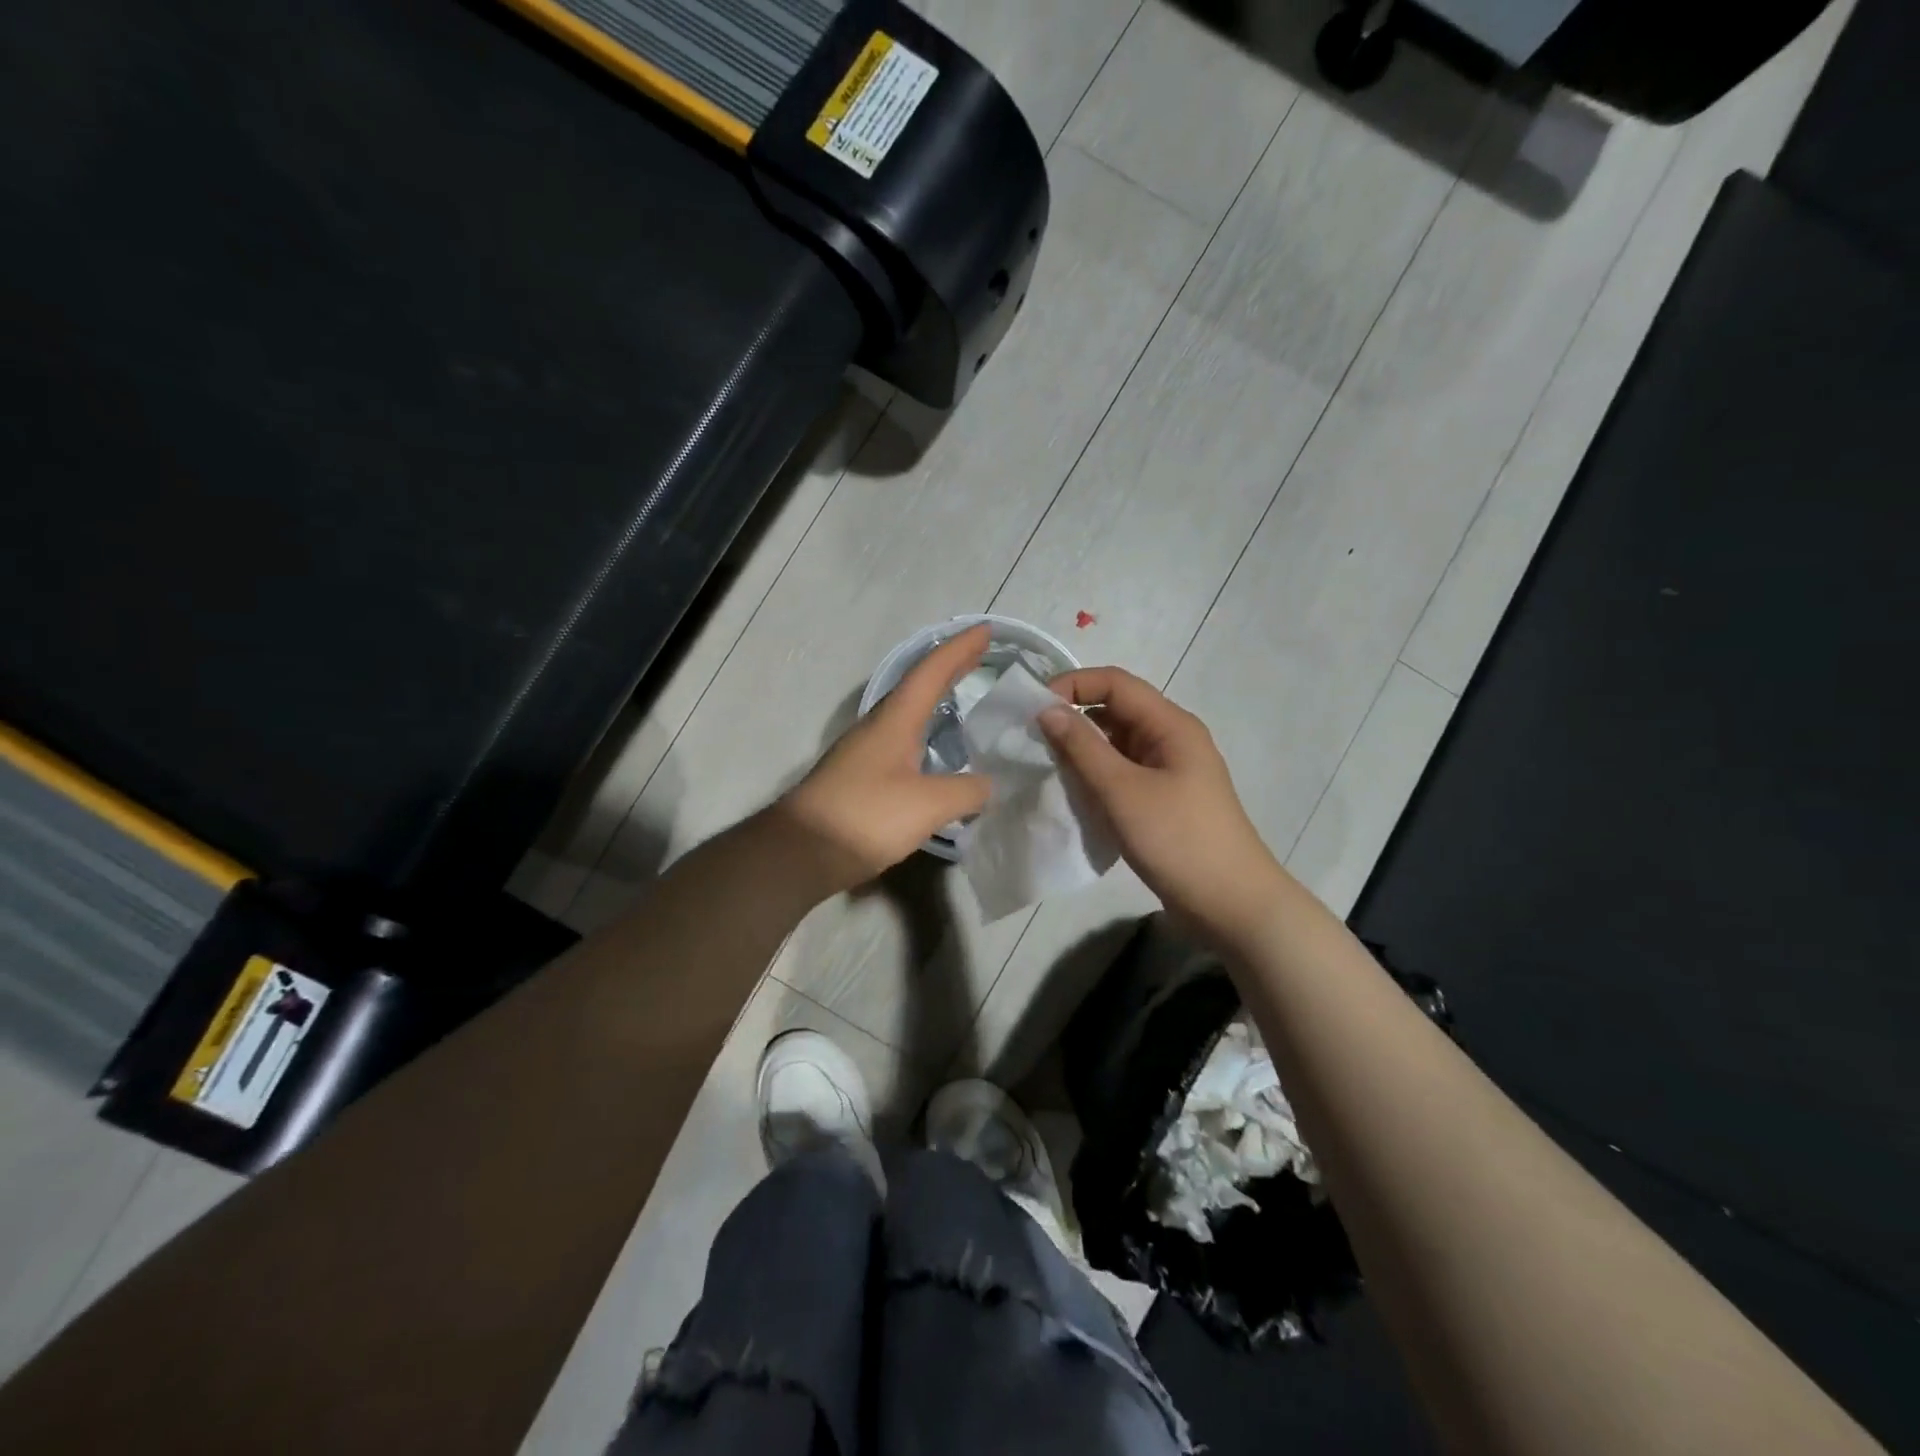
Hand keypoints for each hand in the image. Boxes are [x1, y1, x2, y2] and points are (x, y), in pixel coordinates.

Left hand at [776, 626, 993, 895]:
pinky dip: (926, 733)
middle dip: (950, 668)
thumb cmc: (865, 817)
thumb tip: (988, 785)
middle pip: (919, 687)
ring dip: (936, 699)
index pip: (931, 672)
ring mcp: (865, 752)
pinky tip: (936, 753)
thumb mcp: (928, 804)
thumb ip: (966, 791)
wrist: (799, 852)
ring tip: (964, 697)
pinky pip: (902, 741)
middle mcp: (878, 727)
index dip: (960, 649)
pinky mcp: (861, 778)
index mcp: (894, 720)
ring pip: (908, 714)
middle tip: (981, 655)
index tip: (986, 630)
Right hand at [1039, 668, 1283, 946]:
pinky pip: (1123, 772)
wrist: (1231, 904)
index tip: (1034, 711)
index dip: (1073, 686)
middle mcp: (1171, 738)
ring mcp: (1169, 770)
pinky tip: (1074, 793)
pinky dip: (1097, 775)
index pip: (1115, 683)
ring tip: (1047, 767)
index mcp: (1170, 725)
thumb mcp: (1122, 791)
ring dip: (1083, 749)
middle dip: (1074, 717)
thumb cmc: (1177, 840)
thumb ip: (1082, 747)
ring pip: (1117, 743)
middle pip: (1116, 709)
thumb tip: (1047, 709)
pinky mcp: (1164, 798)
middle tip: (1032, 741)